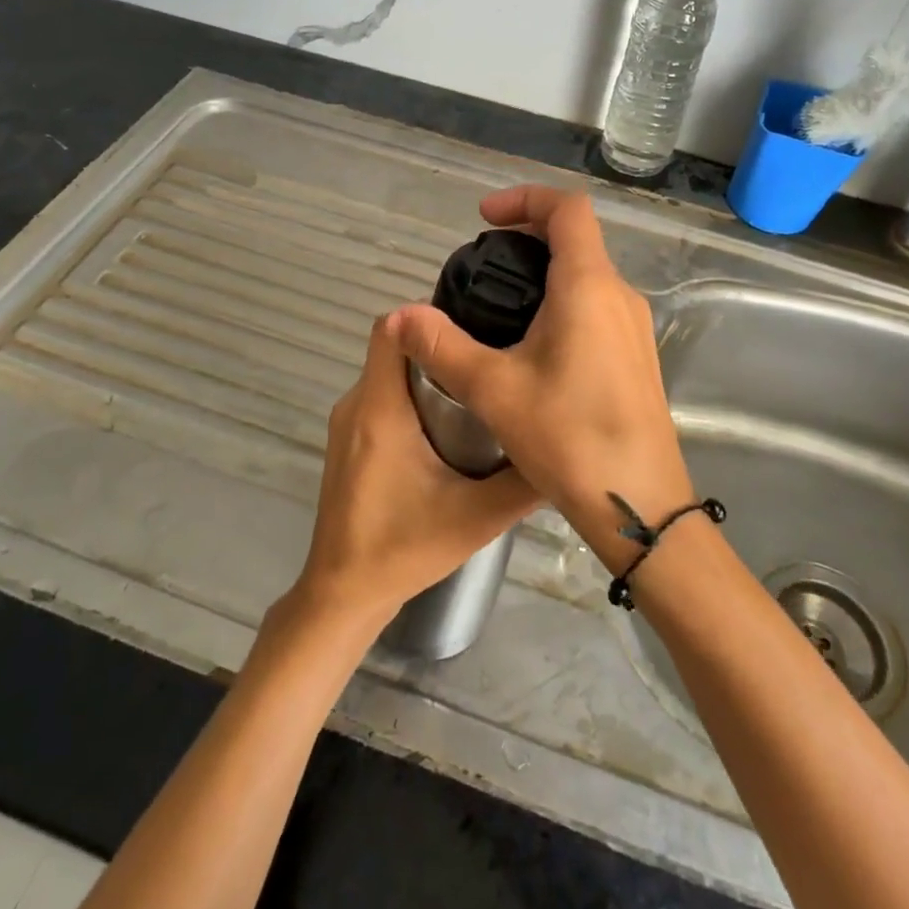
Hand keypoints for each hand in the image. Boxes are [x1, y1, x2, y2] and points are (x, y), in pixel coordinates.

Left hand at [293, 313, 538, 628]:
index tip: (475, 323)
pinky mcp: (349, 441)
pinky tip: (451, 423)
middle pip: (395, 347)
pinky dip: (413, 396)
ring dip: (429, 372)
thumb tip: (565, 447)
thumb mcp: (476, 517)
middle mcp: (357, 404)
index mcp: (380, 409)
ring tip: (481, 386)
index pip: (390, 327)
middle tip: (491, 357)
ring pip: (389, 372)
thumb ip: (522, 482)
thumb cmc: (403, 549)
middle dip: (441, 346)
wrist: (343, 593)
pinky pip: (382, 396)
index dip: (429, 315)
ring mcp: (348, 422)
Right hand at [392, 185, 694, 572]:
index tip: (484, 218)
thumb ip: (442, 346)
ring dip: (545, 271)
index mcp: (588, 286)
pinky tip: (530, 344)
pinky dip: (562, 300)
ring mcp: (634, 326)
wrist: (639, 504)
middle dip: (527, 235)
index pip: (567, 209)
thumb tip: (398, 316)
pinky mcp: (636, 355)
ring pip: (588, 274)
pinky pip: (596, 305)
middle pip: (577, 238)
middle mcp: (619, 295)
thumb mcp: (493, 389)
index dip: (524, 199)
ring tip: (498, 303)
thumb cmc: (569, 437)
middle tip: (482, 260)